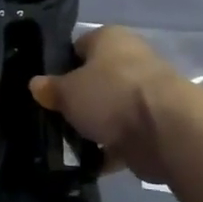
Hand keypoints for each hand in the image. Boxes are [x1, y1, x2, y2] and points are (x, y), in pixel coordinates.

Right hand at [29, 26, 200, 184]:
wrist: (166, 130)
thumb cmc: (111, 94)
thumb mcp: (67, 90)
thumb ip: (50, 88)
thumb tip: (36, 85)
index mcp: (110, 38)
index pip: (78, 47)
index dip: (59, 67)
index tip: (44, 89)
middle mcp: (130, 61)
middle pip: (94, 80)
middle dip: (76, 100)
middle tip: (52, 117)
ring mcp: (144, 95)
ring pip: (109, 110)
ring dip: (91, 127)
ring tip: (64, 144)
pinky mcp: (153, 126)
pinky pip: (122, 137)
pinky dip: (107, 150)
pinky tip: (86, 163)